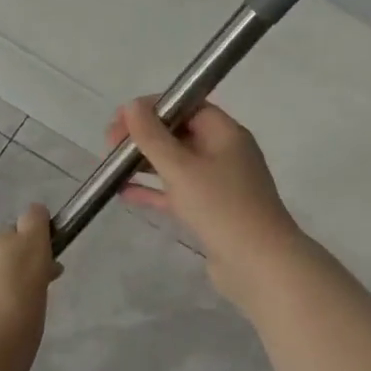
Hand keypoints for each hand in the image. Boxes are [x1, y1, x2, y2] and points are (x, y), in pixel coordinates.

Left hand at [0, 204, 59, 370]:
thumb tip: (38, 274)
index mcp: (26, 251)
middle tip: (17, 293)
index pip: (35, 216)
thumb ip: (36, 286)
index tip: (42, 254)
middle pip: (7, 238)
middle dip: (13, 257)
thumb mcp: (38, 315)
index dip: (39, 229)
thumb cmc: (10, 347)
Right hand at [110, 98, 304, 300]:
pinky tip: (124, 193)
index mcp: (226, 133)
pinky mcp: (212, 212)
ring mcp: (220, 185)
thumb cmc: (221, 207)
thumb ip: (153, 137)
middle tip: (110, 145)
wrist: (260, 265)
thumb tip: (132, 106)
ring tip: (112, 168)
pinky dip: (154, 190)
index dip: (154, 107)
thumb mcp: (181, 167)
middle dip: (146, 136)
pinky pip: (178, 192)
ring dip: (147, 163)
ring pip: (177, 165)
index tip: (122, 118)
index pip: (188, 106)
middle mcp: (225, 153)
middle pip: (181, 134)